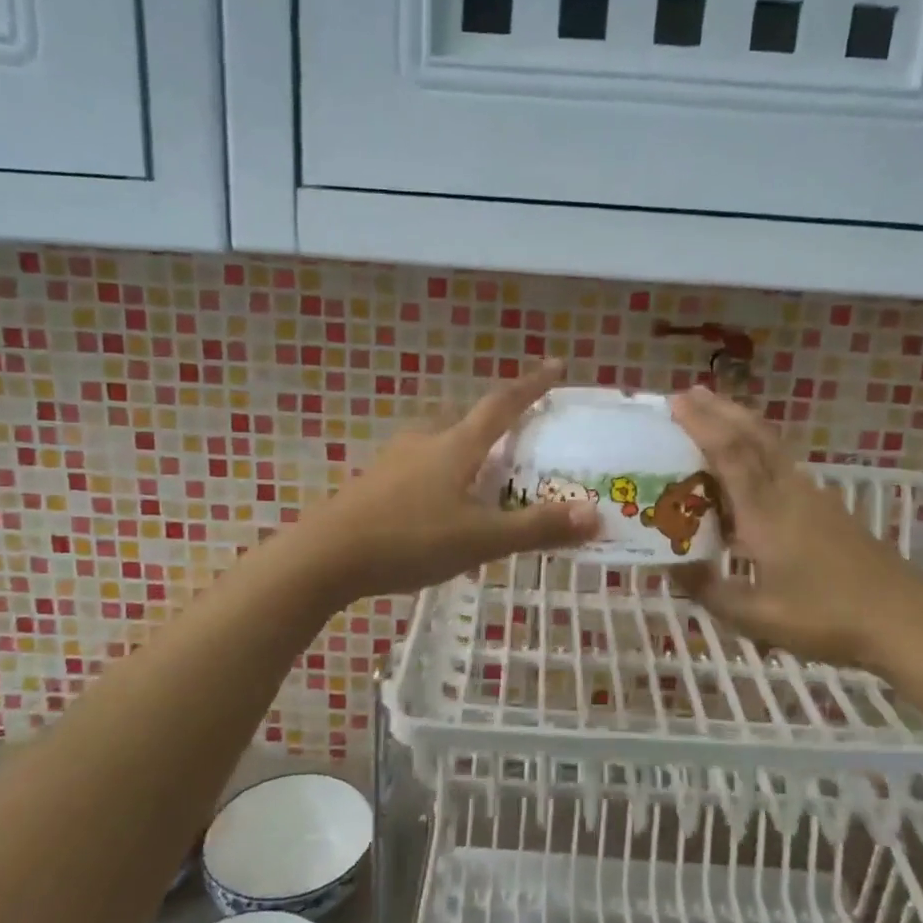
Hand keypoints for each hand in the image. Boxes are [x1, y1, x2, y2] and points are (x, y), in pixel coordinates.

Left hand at [292, 361, 599, 603]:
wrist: (325, 556)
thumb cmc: (410, 540)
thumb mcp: (480, 539)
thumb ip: (536, 527)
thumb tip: (597, 513)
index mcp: (456, 445)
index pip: (502, 404)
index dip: (532, 385)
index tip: (556, 365)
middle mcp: (425, 441)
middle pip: (466, 420)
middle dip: (494, 422)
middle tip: (517, 437)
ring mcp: (394, 460)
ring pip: (439, 443)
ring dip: (464, 449)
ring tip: (482, 474)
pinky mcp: (374, 482)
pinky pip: (419, 465)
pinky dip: (440, 473)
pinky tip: (439, 504)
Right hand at [669, 386, 922, 669]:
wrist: (904, 621)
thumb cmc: (827, 618)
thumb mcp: (757, 617)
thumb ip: (709, 589)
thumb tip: (670, 565)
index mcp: (766, 513)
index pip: (730, 454)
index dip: (702, 424)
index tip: (675, 401)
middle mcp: (788, 492)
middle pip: (753, 435)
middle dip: (720, 409)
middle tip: (687, 393)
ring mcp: (812, 496)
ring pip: (771, 445)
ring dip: (740, 424)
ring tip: (713, 415)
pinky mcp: (826, 507)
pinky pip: (782, 463)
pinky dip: (757, 448)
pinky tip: (748, 466)